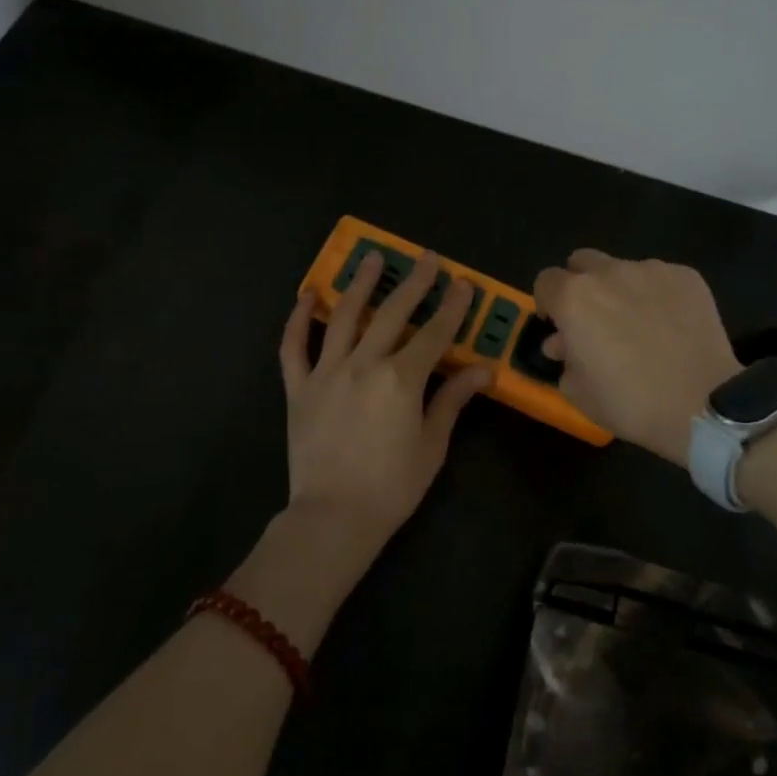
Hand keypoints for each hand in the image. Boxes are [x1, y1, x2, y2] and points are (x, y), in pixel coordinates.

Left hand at [277, 251, 490, 573]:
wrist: (333, 518)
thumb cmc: (392, 486)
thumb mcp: (432, 444)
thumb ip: (452, 399)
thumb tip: (482, 369)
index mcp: (400, 379)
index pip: (434, 333)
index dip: (452, 307)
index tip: (463, 283)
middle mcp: (363, 364)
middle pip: (392, 313)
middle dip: (413, 282)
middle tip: (425, 257)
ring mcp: (326, 372)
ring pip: (344, 317)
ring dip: (359, 284)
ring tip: (370, 258)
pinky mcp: (298, 388)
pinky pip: (294, 347)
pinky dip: (298, 319)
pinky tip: (308, 295)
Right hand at [533, 250, 740, 466]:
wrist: (702, 405)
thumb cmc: (630, 402)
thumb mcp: (577, 391)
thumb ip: (563, 358)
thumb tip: (563, 342)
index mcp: (574, 298)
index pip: (545, 281)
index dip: (548, 303)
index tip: (559, 326)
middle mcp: (609, 273)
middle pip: (582, 262)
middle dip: (580, 284)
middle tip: (594, 319)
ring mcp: (651, 270)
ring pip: (623, 269)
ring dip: (620, 290)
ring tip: (639, 324)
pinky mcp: (686, 276)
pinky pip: (659, 278)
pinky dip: (657, 295)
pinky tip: (670, 325)